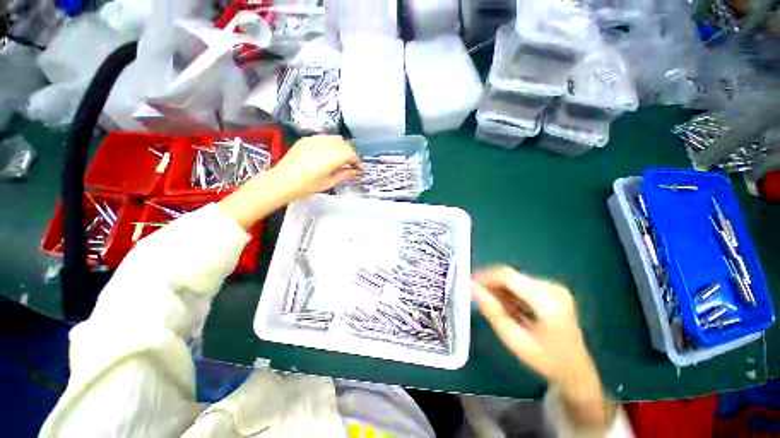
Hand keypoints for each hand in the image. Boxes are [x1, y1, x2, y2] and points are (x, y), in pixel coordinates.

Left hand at [219, 135, 359, 230]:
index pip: (351, 154)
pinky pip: (324, 138)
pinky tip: (326, 155)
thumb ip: (344, 175)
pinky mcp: (306, 139)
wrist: (281, 181)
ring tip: (339, 159)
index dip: (357, 161)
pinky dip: (330, 145)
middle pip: (345, 144)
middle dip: (350, 153)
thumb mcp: (328, 183)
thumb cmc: (306, 186)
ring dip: (341, 147)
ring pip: (335, 138)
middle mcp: (325, 144)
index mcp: (331, 157)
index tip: (358, 169)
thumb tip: (355, 171)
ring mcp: (314, 139)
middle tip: (350, 165)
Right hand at [472, 267, 609, 427]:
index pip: (508, 277)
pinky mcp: (551, 289)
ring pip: (514, 280)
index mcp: (549, 301)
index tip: (468, 283)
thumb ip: (492, 311)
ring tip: (495, 308)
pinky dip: (509, 293)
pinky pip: (521, 284)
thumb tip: (471, 286)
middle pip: (511, 277)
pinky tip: (508, 308)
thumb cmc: (544, 360)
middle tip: (477, 298)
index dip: (485, 277)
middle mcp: (553, 288)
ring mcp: (554, 287)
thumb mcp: (514, 339)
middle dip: (491, 285)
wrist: (575, 370)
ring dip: (499, 290)